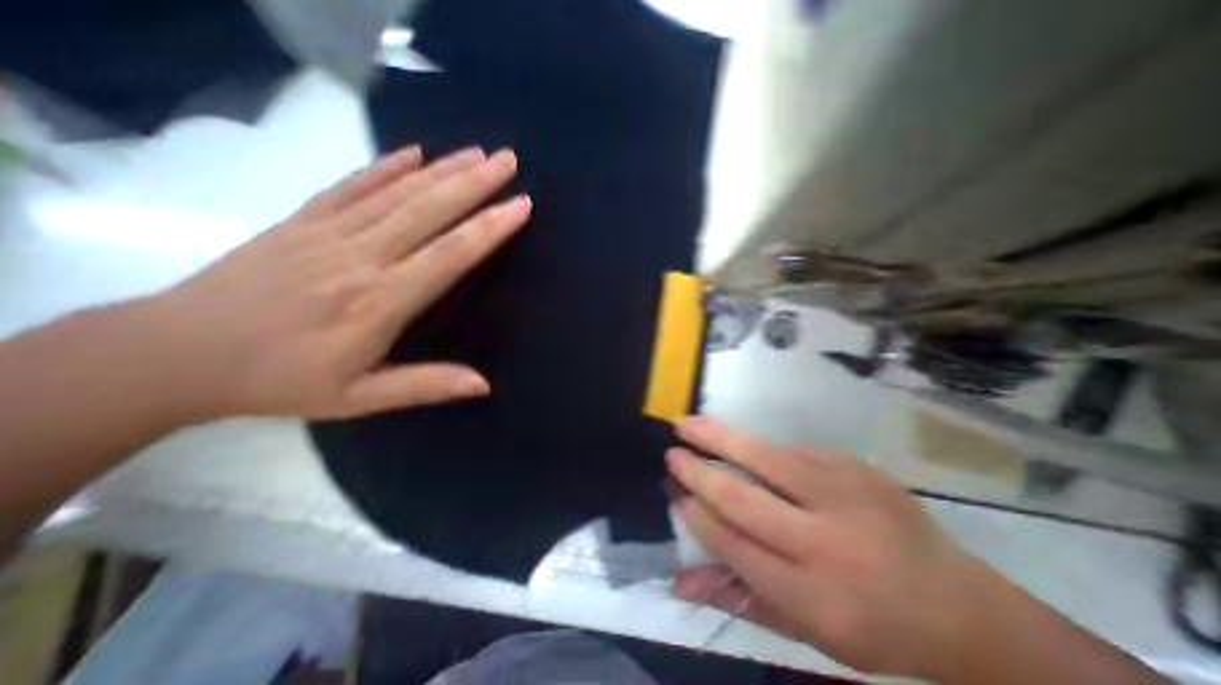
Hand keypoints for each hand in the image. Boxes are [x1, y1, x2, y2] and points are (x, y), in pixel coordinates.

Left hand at [143, 147, 529, 420]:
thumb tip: (484, 384)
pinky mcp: (302, 220)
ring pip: (397, 192)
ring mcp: (329, 233)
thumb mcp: (359, 398)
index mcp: (380, 301)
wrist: (175, 354)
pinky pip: (352, 186)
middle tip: (507, 161)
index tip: (520, 205)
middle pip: (429, 211)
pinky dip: (386, 166)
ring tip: (477, 153)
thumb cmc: (280, 381)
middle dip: (474, 183)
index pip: (449, 255)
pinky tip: (413, 152)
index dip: (489, 228)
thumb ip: (425, 386)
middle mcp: (361, 257)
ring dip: (442, 169)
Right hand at [667, 417, 1002, 677]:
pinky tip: (736, 441)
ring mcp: (845, 495)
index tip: (674, 494)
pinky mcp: (854, 467)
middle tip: (671, 454)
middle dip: (699, 473)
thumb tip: (678, 581)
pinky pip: (791, 450)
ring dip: (719, 438)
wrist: (962, 605)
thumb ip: (739, 599)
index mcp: (815, 596)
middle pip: (744, 499)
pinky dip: (756, 445)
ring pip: (765, 458)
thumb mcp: (807, 632)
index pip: (736, 546)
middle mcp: (827, 542)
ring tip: (686, 425)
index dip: (698, 516)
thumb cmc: (874, 626)